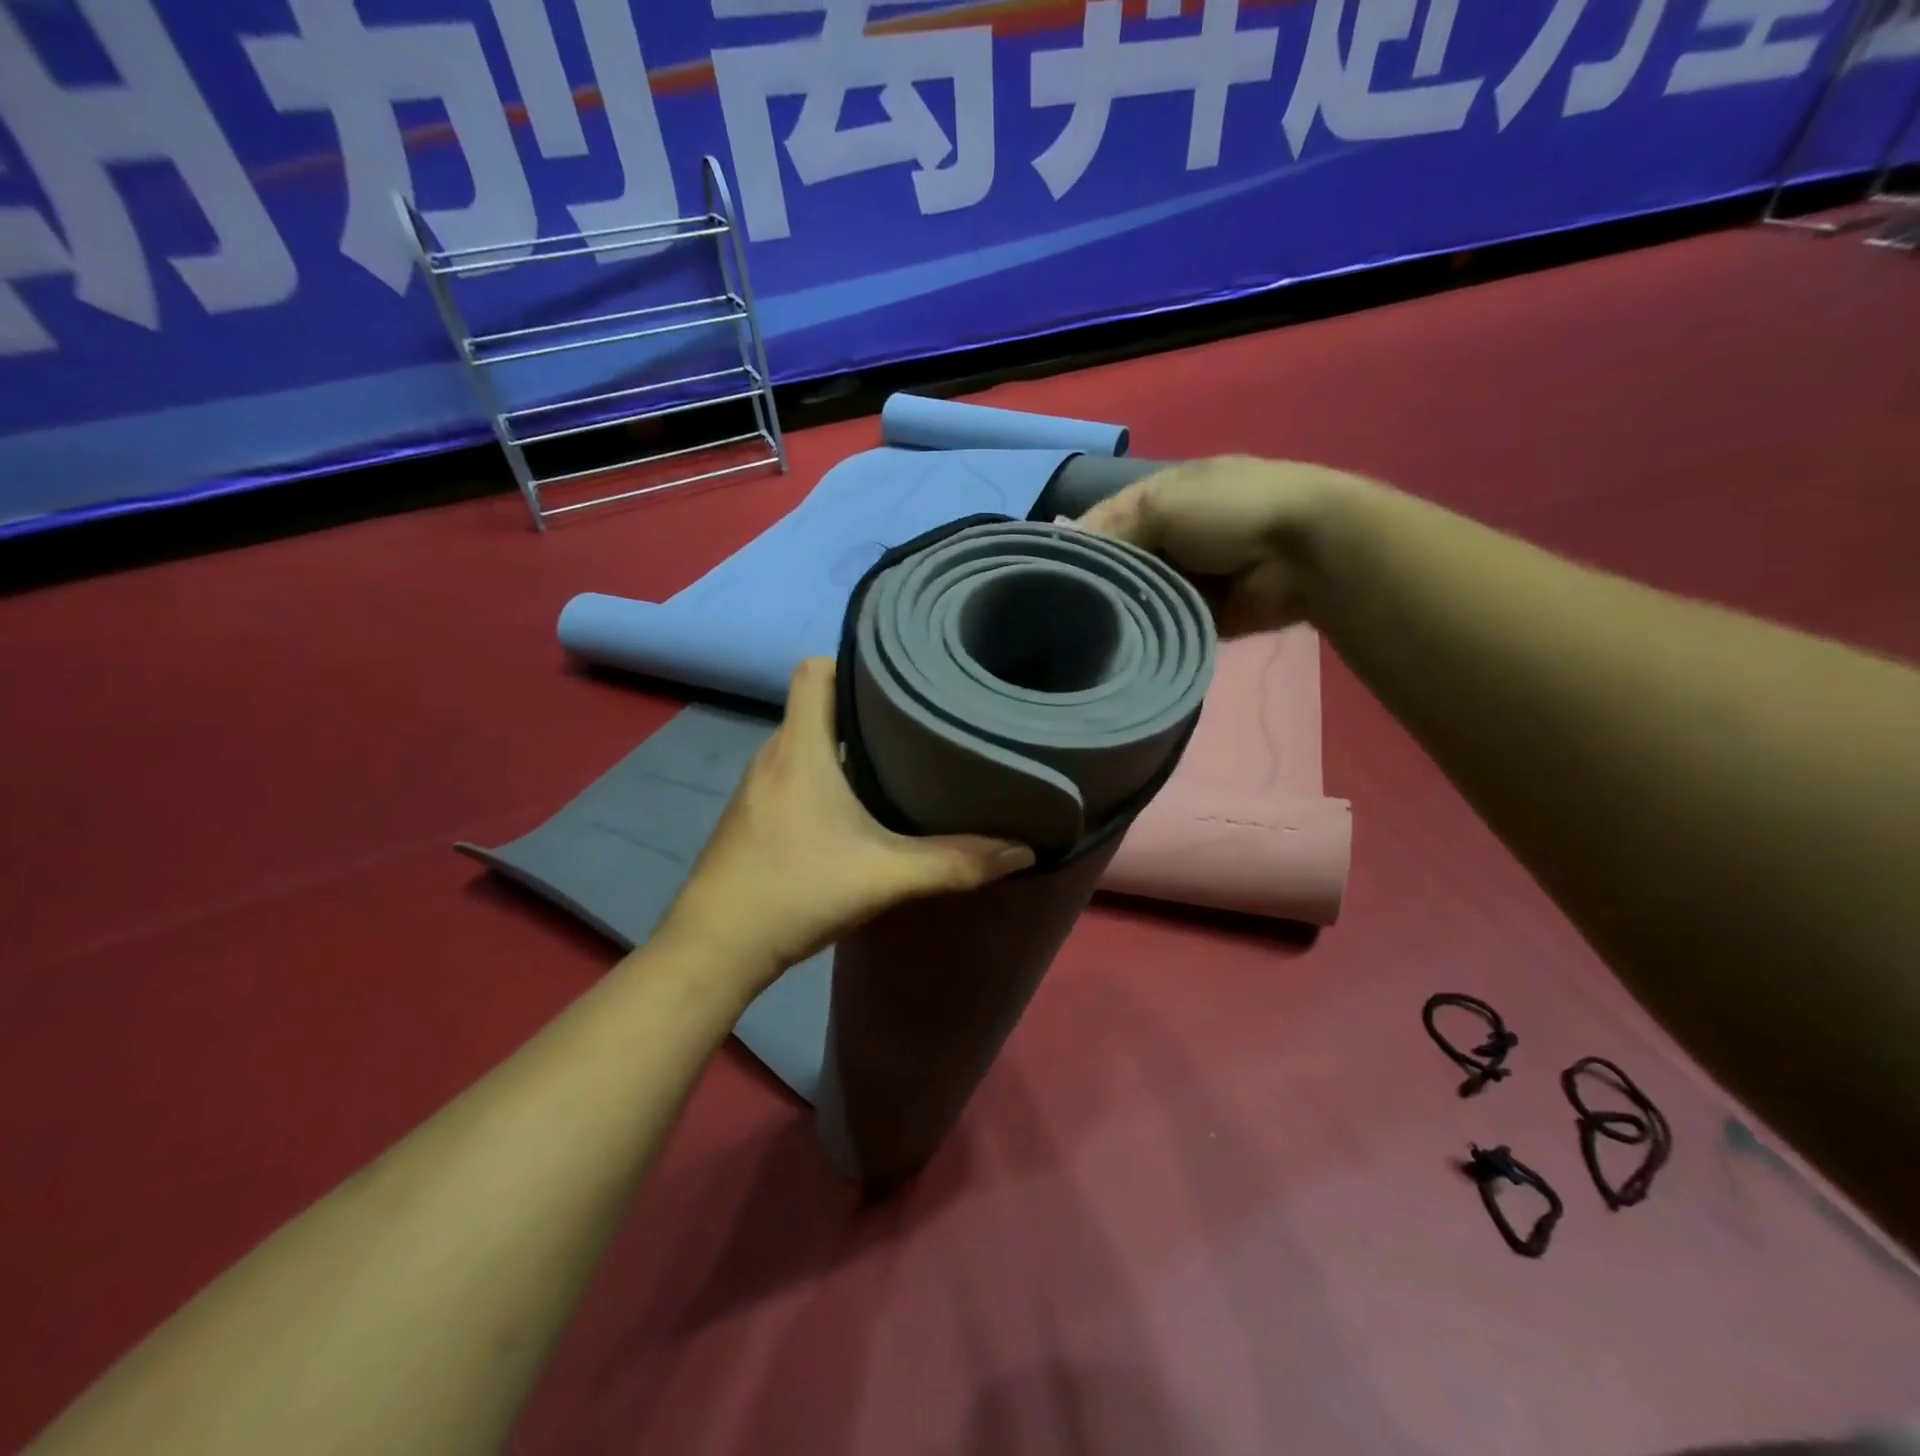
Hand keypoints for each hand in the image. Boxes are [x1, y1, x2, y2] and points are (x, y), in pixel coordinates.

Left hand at [656, 658, 1035, 987]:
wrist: (715, 948)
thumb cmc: (796, 891)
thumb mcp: (885, 876)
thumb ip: (956, 863)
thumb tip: (1023, 851)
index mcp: (800, 748)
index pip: (814, 670)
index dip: (853, 662)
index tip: (898, 678)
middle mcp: (773, 755)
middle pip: (817, 706)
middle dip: (863, 708)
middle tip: (917, 721)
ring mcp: (757, 787)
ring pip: (806, 743)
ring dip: (845, 746)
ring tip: (897, 761)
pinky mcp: (752, 816)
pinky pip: (794, 775)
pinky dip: (825, 777)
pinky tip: (855, 811)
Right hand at [1078, 456, 1360, 636]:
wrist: (1307, 553)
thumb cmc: (1231, 511)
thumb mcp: (1162, 504)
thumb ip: (1114, 528)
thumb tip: (1070, 549)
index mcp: (1161, 496)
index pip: (1103, 522)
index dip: (1076, 545)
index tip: (1046, 576)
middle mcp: (1169, 535)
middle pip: (1118, 563)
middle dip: (1097, 584)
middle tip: (1060, 614)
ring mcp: (1187, 577)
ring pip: (1137, 598)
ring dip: (1120, 612)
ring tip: (1083, 635)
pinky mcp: (1200, 614)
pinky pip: (1161, 625)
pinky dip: (1146, 634)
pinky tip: (1117, 647)